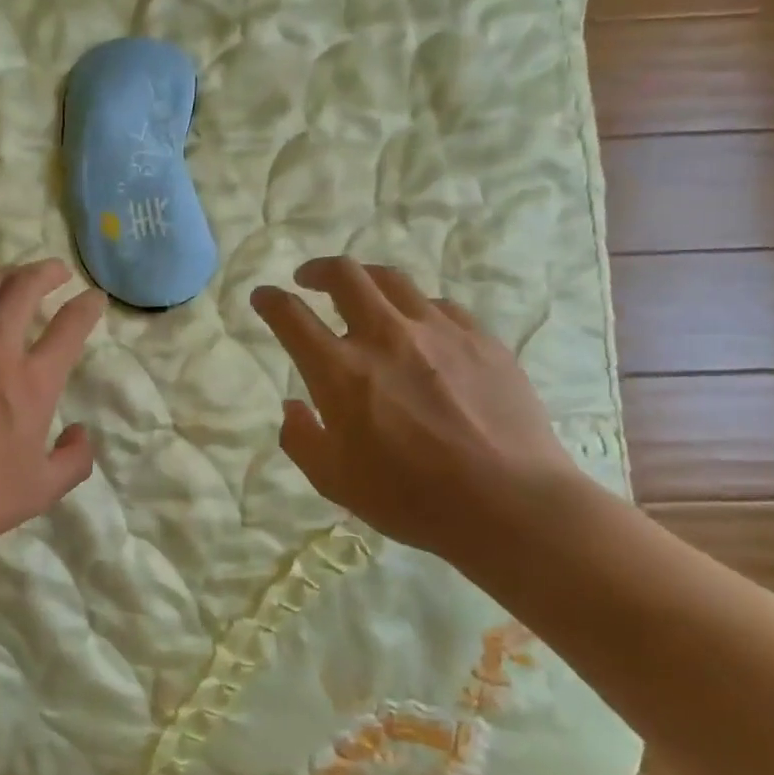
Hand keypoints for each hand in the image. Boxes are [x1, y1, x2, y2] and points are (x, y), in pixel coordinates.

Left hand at [0, 260, 107, 563]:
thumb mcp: (41, 490)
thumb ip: (74, 460)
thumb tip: (81, 433)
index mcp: (32, 381)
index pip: (70, 326)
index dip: (87, 306)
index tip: (93, 299)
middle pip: (25, 288)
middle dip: (47, 273)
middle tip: (55, 273)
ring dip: (4, 275)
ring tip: (11, 278)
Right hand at [251, 257, 586, 566]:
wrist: (511, 504)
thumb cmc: (411, 499)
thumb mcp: (334, 482)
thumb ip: (301, 438)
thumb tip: (293, 406)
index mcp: (340, 371)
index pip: (291, 316)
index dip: (270, 300)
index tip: (263, 296)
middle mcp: (385, 337)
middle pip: (345, 275)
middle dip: (318, 270)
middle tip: (309, 279)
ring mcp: (438, 332)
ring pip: (394, 280)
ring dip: (367, 280)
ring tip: (363, 293)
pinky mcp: (481, 339)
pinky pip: (440, 306)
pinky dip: (416, 309)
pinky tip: (420, 328)